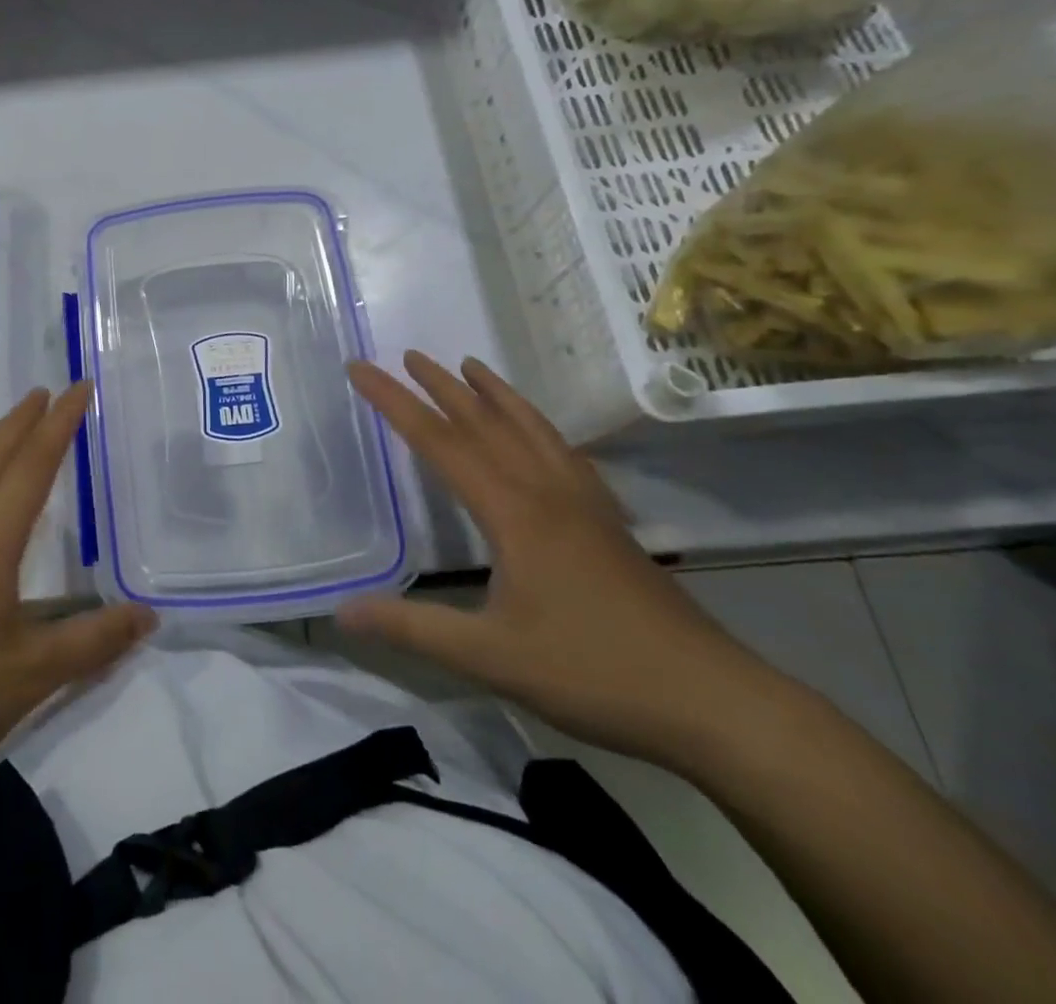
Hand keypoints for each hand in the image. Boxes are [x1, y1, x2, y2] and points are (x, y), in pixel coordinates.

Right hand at [338, 353, 776, 771]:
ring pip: (530, 429)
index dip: (394, 402)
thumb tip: (342, 613)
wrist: (713, 701)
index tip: (361, 369)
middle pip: (485, 423)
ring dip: (494, 394)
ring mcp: (584, 503)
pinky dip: (537, 426)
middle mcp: (546, 492)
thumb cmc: (595, 672)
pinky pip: (563, 452)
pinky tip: (537, 433)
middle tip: (408, 355)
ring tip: (470, 366)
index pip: (439, 442)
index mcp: (513, 511)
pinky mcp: (608, 522)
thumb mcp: (491, 658)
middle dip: (441, 386)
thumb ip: (413, 629)